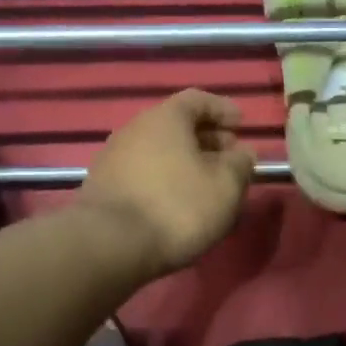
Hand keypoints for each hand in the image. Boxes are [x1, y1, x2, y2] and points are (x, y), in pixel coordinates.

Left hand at [79, 89, 256, 275]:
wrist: (109, 245)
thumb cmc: (177, 206)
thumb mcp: (225, 186)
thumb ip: (240, 164)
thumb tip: (241, 153)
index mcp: (165, 118)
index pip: (198, 99)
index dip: (223, 110)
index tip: (241, 125)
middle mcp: (135, 128)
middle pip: (176, 125)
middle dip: (206, 138)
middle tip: (229, 157)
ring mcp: (113, 157)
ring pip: (159, 150)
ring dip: (185, 161)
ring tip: (207, 184)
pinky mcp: (103, 186)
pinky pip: (143, 173)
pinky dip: (165, 179)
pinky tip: (178, 202)